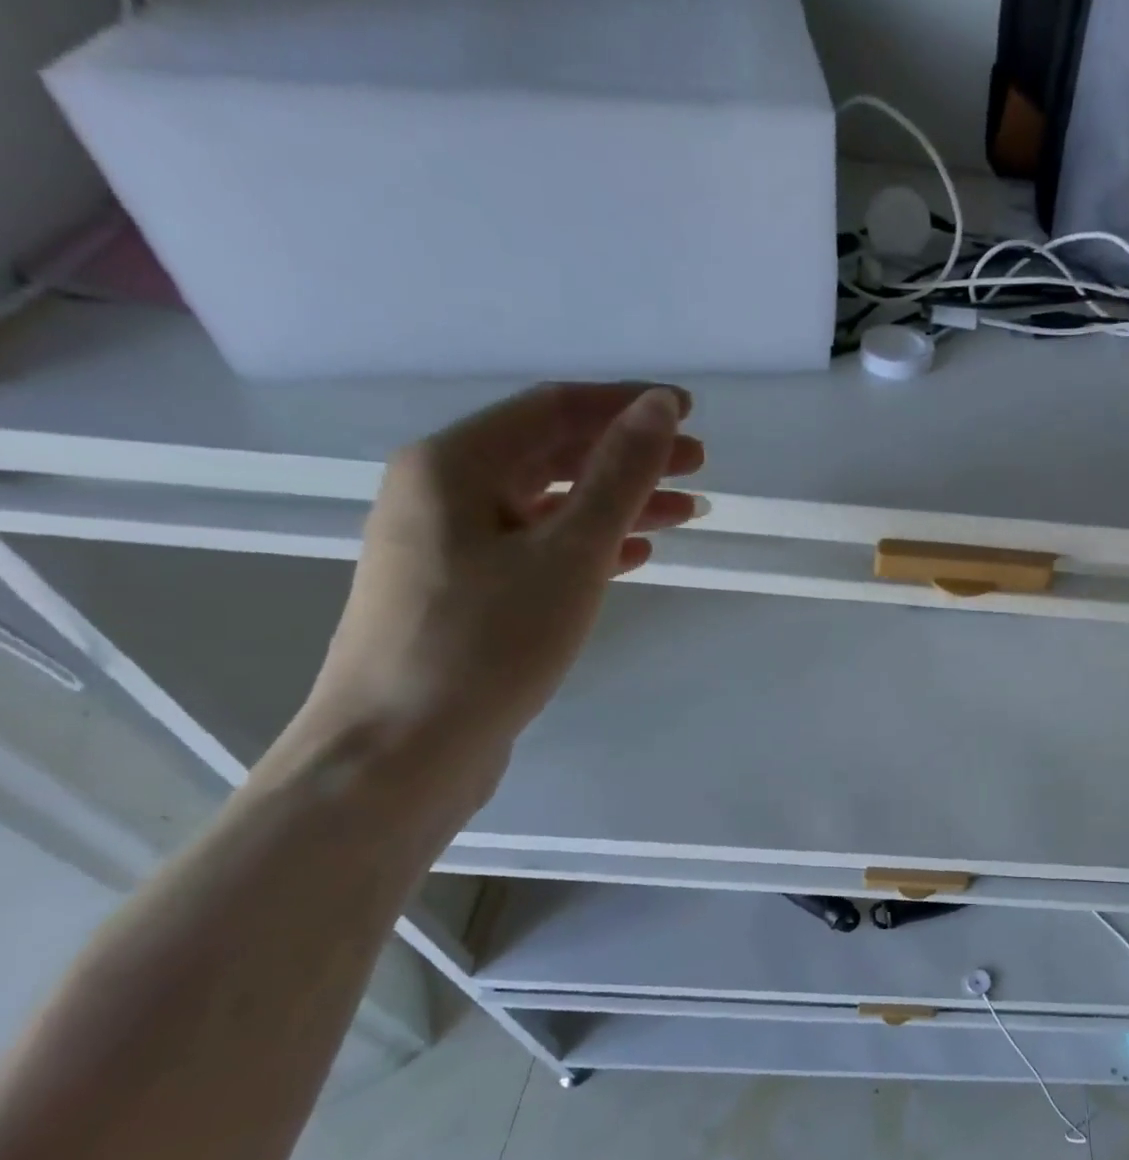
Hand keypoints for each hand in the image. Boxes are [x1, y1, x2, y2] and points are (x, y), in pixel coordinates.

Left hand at [287, 383, 703, 796]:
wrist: (398, 755)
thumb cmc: (486, 643)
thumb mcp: (570, 554)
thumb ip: (619, 476)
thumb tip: (659, 408)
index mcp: (453, 464)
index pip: (554, 408)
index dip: (627, 405)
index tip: (690, 413)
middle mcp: (442, 492)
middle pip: (552, 454)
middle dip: (629, 455)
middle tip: (699, 465)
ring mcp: (449, 546)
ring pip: (549, 504)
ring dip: (618, 503)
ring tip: (685, 510)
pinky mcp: (464, 592)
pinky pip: (537, 548)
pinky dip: (589, 545)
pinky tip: (635, 556)